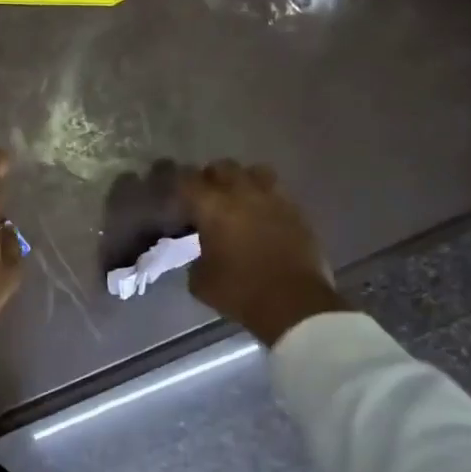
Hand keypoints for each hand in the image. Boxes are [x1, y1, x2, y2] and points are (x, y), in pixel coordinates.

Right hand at [179, 160, 344, 344]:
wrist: (294, 304)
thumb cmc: (240, 292)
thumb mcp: (200, 280)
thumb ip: (195, 258)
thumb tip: (201, 253)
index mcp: (213, 207)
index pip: (188, 180)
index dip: (177, 181)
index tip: (173, 189)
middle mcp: (243, 194)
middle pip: (223, 167)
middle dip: (211, 177)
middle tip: (206, 195)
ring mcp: (274, 200)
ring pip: (256, 172)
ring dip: (243, 180)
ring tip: (239, 198)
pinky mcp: (297, 213)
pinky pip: (277, 193)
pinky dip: (266, 199)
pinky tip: (262, 216)